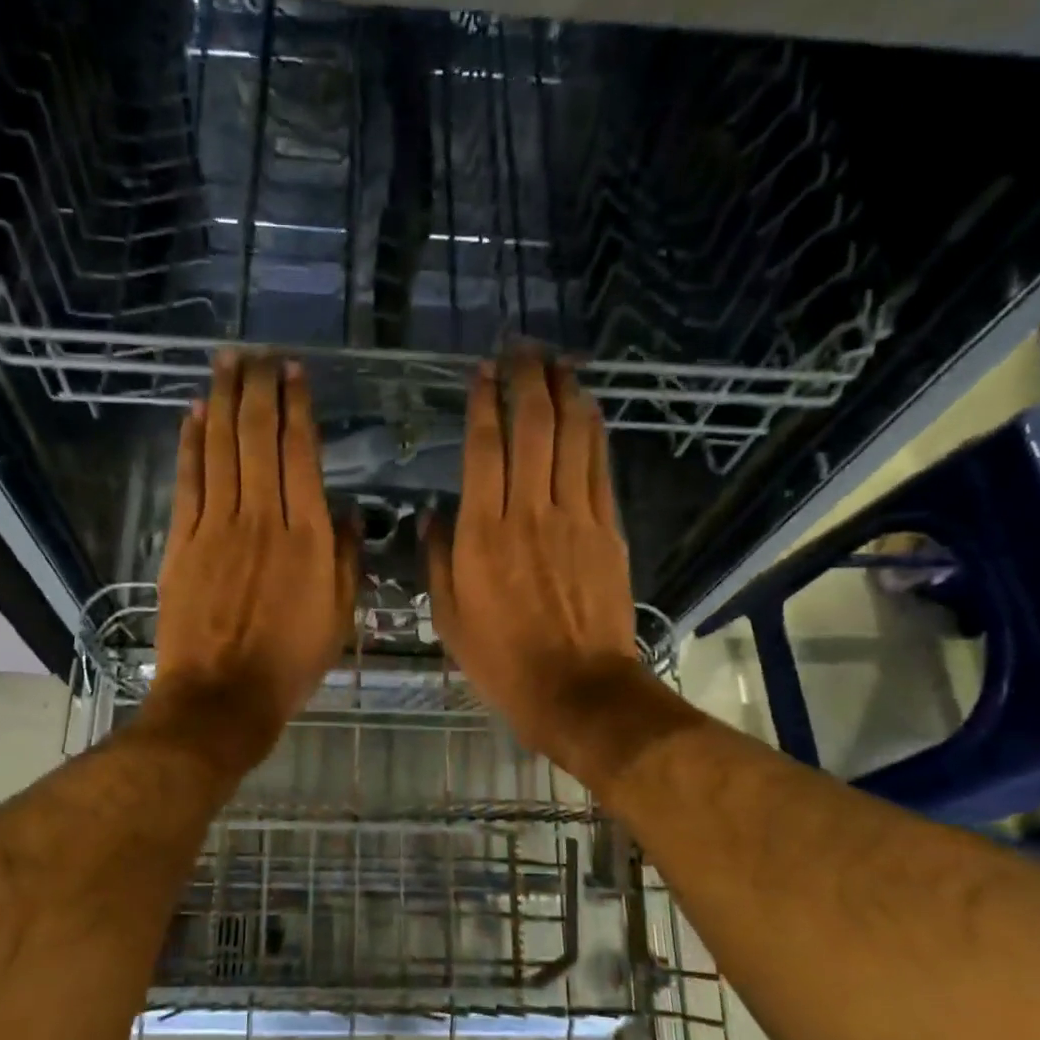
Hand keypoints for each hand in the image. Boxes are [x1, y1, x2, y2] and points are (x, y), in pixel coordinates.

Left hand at [146, 352, 357, 770]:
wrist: (222, 698)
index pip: (301, 454)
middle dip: (258, 388)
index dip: (296, 408)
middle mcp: (263, 518)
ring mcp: (217, 526)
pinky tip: (193, 414)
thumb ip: (347, 560)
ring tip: (226, 363)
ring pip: (220, 448)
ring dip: (221, 400)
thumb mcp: (339, 618)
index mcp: (309, 537)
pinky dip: (190, 443)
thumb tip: (352, 513)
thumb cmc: (289, 664)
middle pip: (257, 437)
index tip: (295, 374)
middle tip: (258, 355)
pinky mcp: (183, 541)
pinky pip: (188, 480)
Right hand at [425, 352, 654, 786]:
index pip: (483, 449)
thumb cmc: (502, 661)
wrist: (576, 689)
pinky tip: (589, 409)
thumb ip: (437, 560)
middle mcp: (529, 513)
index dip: (483, 403)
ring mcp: (575, 518)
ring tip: (558, 363)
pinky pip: (600, 468)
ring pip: (572, 438)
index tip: (482, 373)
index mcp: (482, 534)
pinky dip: (594, 432)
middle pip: (532, 428)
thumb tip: (432, 515)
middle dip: (527, 381)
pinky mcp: (608, 531)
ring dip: (565, 393)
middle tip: (523, 350)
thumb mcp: (449, 618)